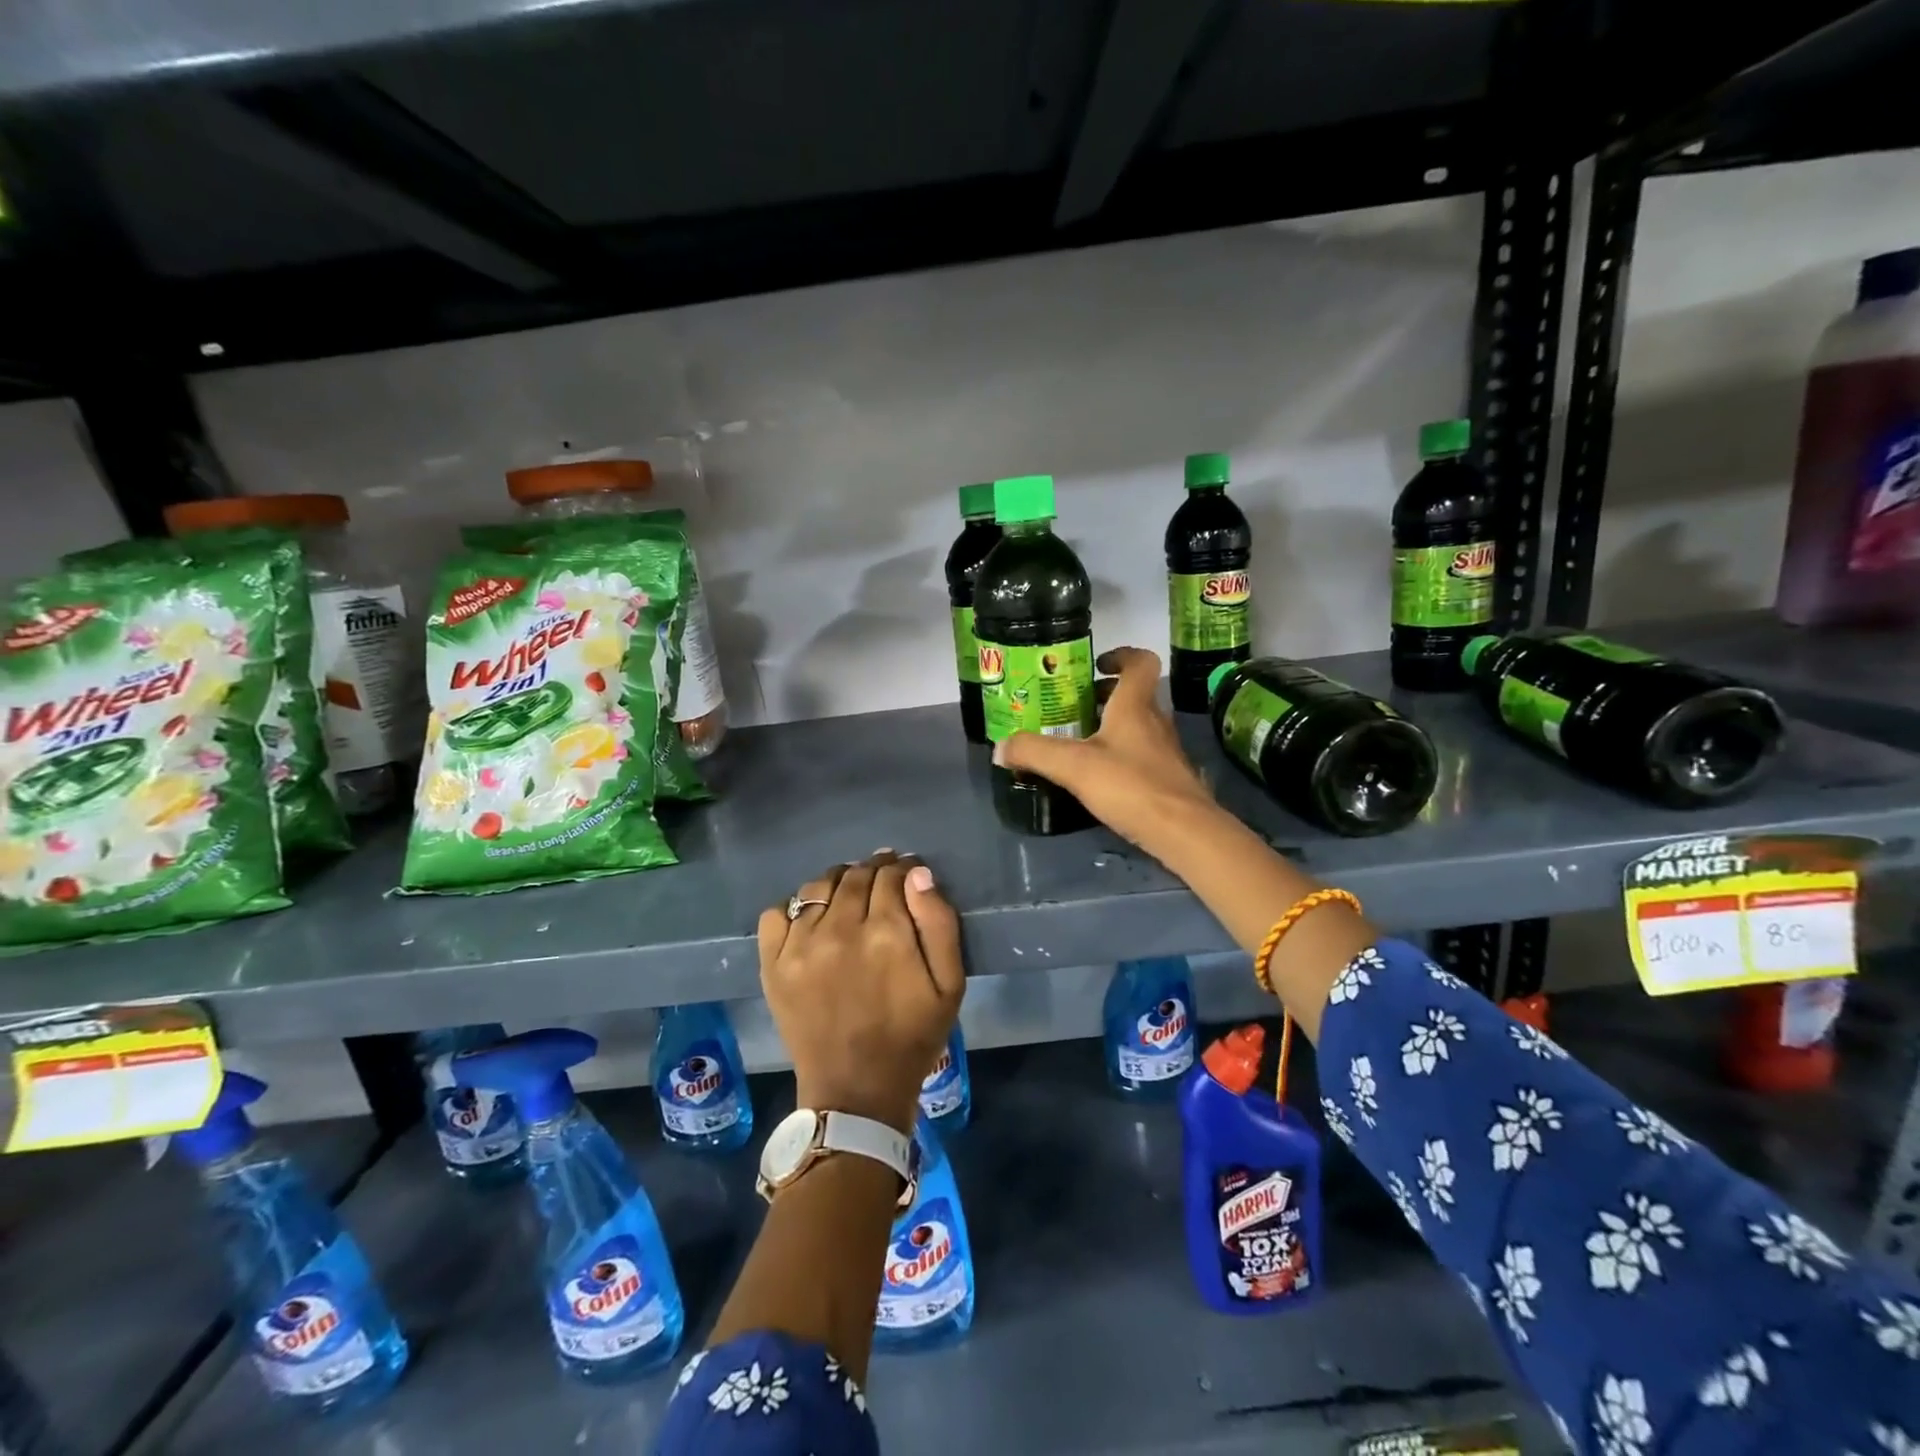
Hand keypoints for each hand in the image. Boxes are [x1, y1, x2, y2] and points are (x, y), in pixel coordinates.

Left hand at [757, 851, 964, 1134]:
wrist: (856, 1091)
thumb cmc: (912, 1037)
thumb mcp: (950, 985)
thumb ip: (939, 923)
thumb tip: (918, 874)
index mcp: (887, 933)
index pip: (892, 875)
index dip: (903, 869)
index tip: (907, 874)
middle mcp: (840, 929)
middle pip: (855, 875)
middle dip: (873, 871)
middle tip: (882, 882)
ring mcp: (800, 945)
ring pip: (817, 886)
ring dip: (837, 883)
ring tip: (848, 896)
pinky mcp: (773, 964)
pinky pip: (776, 913)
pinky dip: (794, 908)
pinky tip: (811, 921)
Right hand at [993, 646, 1216, 853]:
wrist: (1184, 832)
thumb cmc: (1130, 786)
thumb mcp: (1073, 767)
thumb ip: (1034, 752)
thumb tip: (1001, 748)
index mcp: (1135, 706)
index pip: (1140, 662)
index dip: (1121, 656)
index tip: (1096, 665)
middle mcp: (1155, 722)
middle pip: (1135, 696)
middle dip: (1105, 696)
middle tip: (1073, 708)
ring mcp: (1165, 752)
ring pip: (1139, 726)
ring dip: (1112, 727)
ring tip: (1079, 742)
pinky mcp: (1169, 779)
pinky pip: (1142, 755)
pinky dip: (1121, 756)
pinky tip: (1100, 777)